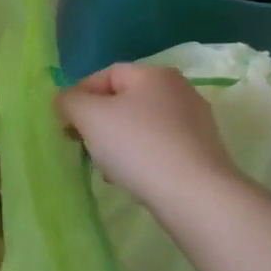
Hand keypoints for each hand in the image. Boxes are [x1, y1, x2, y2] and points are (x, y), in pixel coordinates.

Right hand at [56, 63, 244, 212]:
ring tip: (110, 170)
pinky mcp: (204, 152)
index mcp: (154, 73)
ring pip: (141, 126)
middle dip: (99, 123)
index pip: (105, 76)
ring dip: (119, 143)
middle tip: (86, 147)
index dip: (79, 96)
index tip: (67, 125)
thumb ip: (69, 101)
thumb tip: (66, 101)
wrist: (196, 197)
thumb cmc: (138, 146)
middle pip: (124, 101)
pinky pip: (161, 147)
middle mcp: (180, 90)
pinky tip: (135, 180)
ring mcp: (196, 122)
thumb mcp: (90, 117)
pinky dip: (143, 158)